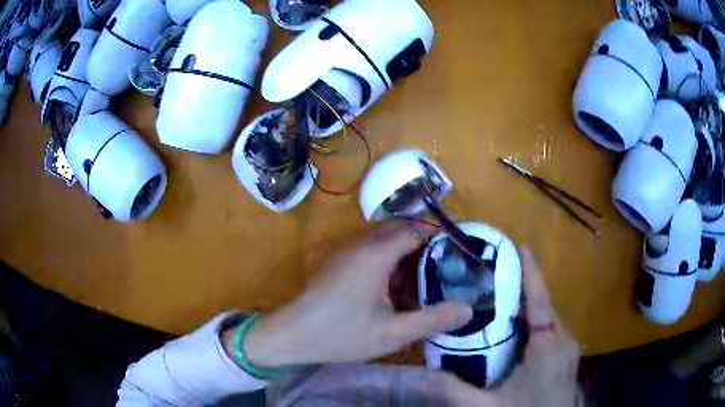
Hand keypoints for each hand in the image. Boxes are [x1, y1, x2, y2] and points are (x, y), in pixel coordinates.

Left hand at [228, 226, 473, 367]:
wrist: (291, 336)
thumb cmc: (341, 334)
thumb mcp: (393, 333)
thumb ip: (433, 319)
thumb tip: (468, 309)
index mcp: (375, 254)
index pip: (416, 230)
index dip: (440, 239)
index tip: (459, 256)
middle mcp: (361, 245)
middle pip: (402, 234)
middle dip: (426, 249)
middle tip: (446, 272)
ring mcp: (347, 253)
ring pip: (386, 246)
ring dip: (407, 261)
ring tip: (425, 287)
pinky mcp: (339, 265)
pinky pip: (372, 256)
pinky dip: (390, 268)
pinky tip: (395, 296)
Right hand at [429, 249, 582, 405]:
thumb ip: (454, 390)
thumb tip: (418, 374)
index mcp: (550, 344)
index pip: (539, 300)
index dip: (531, 272)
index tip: (519, 247)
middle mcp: (563, 339)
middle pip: (541, 306)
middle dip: (520, 289)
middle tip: (489, 277)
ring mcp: (566, 349)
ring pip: (544, 320)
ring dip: (524, 308)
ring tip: (495, 300)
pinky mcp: (563, 359)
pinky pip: (546, 333)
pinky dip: (529, 326)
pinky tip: (509, 334)